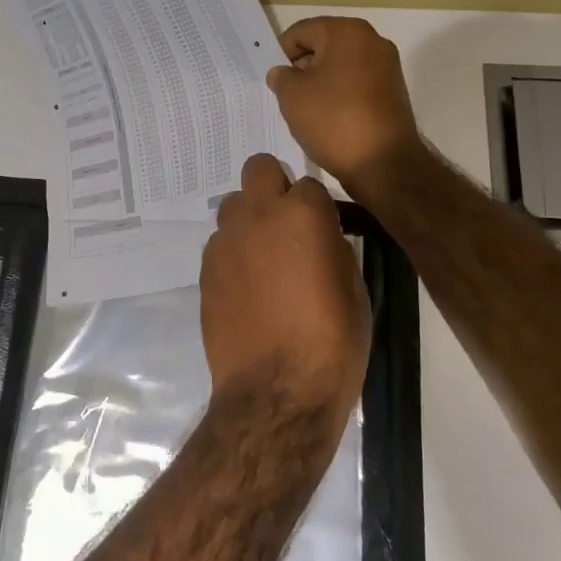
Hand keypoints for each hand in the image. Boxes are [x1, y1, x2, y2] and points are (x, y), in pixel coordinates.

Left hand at [200, 154, 371, 424]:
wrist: (277, 391)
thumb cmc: (332, 341)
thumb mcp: (354, 288)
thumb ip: (332, 246)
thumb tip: (320, 236)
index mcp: (303, 213)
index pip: (309, 184)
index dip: (317, 207)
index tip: (323, 230)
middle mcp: (258, 215)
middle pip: (259, 169)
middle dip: (273, 187)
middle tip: (287, 224)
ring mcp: (226, 241)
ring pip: (233, 205)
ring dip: (250, 220)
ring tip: (265, 259)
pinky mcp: (205, 269)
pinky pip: (220, 244)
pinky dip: (234, 253)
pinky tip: (247, 287)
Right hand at [266, 17, 422, 195]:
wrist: (383, 163)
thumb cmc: (333, 119)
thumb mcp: (291, 95)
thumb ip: (281, 76)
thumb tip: (284, 72)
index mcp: (347, 32)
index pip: (302, 31)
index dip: (281, 52)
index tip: (273, 78)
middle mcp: (373, 41)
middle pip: (324, 45)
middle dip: (302, 66)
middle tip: (286, 93)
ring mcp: (387, 67)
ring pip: (340, 66)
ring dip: (320, 82)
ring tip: (305, 109)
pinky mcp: (392, 92)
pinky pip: (356, 84)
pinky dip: (339, 95)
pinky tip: (327, 118)